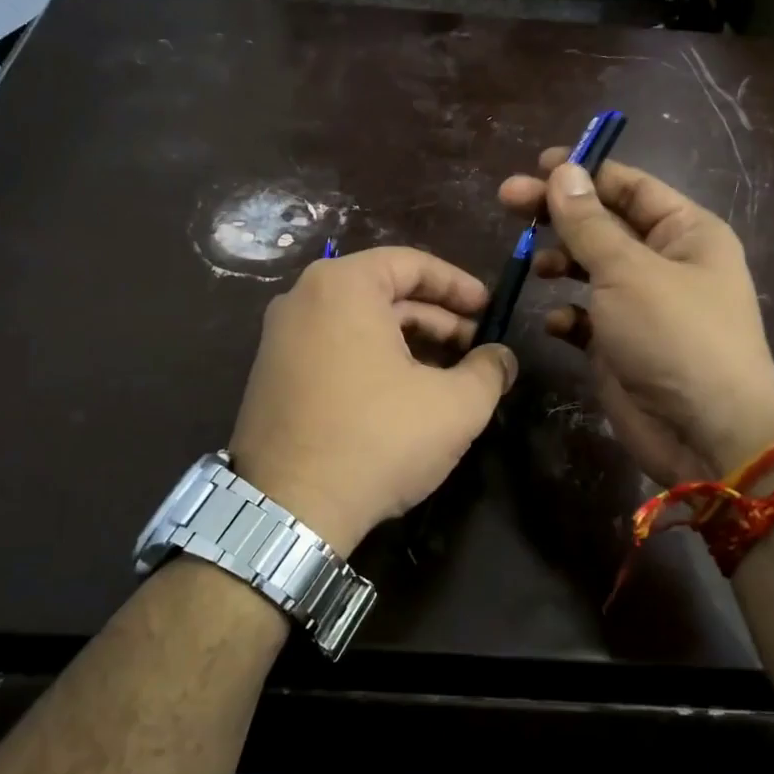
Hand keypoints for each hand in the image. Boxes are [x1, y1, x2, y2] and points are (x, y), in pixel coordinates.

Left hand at [229, 247, 517, 554]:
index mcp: (342, 286)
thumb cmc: (378, 439)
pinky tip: (404, 397)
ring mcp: (279, 339)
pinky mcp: (272, 376)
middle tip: (477, 348)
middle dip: (438, 319)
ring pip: (359, 325)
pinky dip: (374, 362)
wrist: (289, 510)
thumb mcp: (455, 405)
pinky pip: (334, 350)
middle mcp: (301, 299)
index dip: (459, 285)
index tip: (491, 310)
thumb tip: (502, 358)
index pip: (411, 264)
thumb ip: (489, 370)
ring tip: (449, 376)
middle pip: (384, 294)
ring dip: (409, 344)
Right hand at [498, 151, 773, 486]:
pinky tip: (556, 323)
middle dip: (558, 214)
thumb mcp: (629, 271)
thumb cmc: (675, 337)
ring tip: (533, 266)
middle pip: (603, 224)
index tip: (534, 166)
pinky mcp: (621, 345)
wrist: (706, 433)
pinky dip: (567, 315)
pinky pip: (585, 318)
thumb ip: (588, 223)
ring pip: (590, 268)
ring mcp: (642, 306)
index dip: (582, 171)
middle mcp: (664, 262)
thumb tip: (563, 171)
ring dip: (560, 262)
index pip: (628, 185)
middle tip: (507, 203)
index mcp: (684, 231)